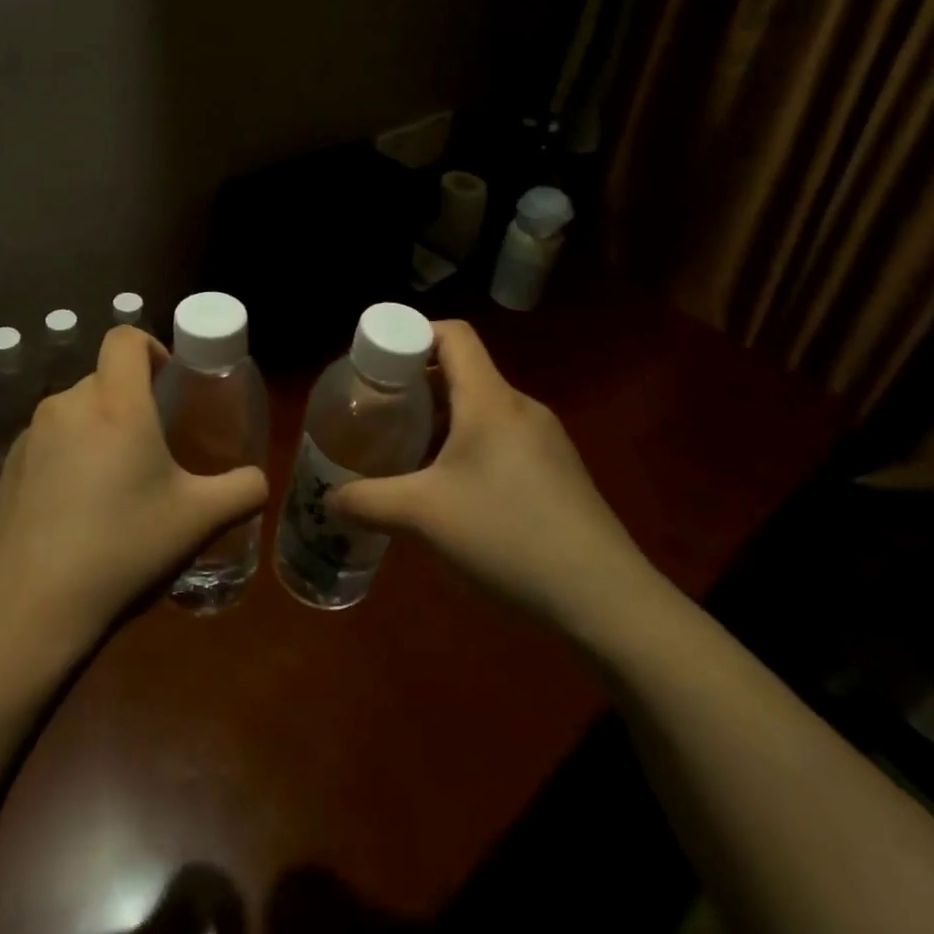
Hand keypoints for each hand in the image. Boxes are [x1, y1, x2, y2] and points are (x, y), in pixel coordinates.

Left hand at [0, 326, 267, 659]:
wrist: (31, 608)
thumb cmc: (124, 549)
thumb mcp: (200, 521)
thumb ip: (243, 490)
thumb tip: (257, 480)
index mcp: (116, 404)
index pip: (125, 338)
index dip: (151, 346)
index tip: (169, 383)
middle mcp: (69, 406)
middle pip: (104, 378)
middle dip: (131, 400)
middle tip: (154, 447)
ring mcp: (31, 436)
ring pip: (76, 412)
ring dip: (100, 430)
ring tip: (116, 485)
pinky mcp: (8, 467)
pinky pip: (48, 443)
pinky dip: (68, 457)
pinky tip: (76, 512)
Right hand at [327, 320, 656, 639]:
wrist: (606, 599)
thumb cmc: (507, 535)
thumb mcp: (423, 517)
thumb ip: (367, 502)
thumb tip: (328, 499)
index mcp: (490, 399)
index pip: (453, 334)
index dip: (412, 334)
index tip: (377, 363)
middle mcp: (520, 407)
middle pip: (463, 372)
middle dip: (416, 387)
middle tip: (380, 414)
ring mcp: (546, 440)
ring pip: (482, 409)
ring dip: (441, 421)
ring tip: (408, 455)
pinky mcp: (559, 472)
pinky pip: (503, 438)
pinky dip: (469, 446)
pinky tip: (453, 492)